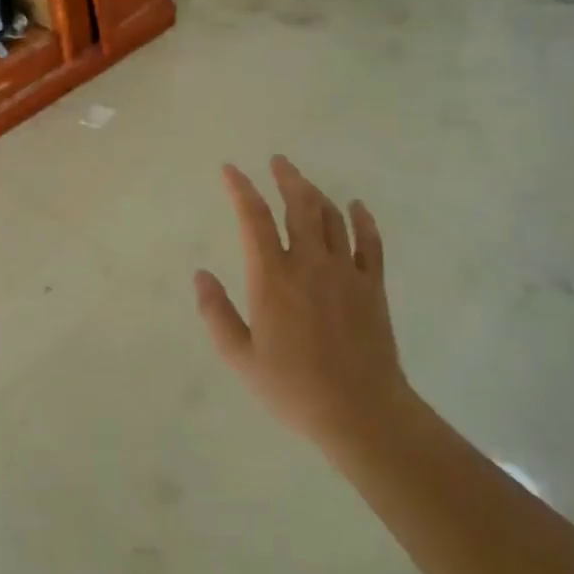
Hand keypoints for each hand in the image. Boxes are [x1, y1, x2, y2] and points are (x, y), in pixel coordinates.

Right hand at [194, 156, 411, 455]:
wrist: (361, 412)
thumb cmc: (294, 388)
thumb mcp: (241, 358)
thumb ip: (217, 313)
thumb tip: (200, 274)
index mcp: (272, 279)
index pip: (253, 219)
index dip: (240, 189)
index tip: (230, 170)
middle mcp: (309, 264)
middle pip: (299, 205)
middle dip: (286, 178)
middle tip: (277, 161)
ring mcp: (346, 272)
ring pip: (331, 217)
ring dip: (316, 193)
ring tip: (303, 182)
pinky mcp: (373, 287)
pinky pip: (370, 243)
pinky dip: (362, 220)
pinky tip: (356, 207)